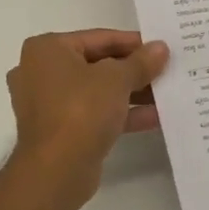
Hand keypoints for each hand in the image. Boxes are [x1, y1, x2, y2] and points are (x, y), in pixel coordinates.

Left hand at [6, 30, 170, 207]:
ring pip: (97, 91)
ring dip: (131, 93)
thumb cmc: (81, 110)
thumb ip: (141, 62)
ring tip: (166, 93)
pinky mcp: (59, 130)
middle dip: (133, 70)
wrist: (56, 171)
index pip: (98, 38)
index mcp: (47, 49)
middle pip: (97, 64)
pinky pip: (94, 114)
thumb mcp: (117, 79)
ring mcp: (48, 103)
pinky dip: (120, 114)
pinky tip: (155, 117)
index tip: (161, 48)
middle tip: (166, 70)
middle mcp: (42, 72)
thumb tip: (161, 47)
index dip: (133, 43)